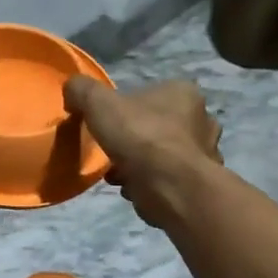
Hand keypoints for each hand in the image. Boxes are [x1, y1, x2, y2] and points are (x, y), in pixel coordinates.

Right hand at [64, 78, 222, 228]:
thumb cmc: (139, 137)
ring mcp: (205, 152)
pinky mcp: (199, 182)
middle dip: (134, 140)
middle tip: (113, 151)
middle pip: (157, 125)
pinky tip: (133, 188)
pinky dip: (149, 183)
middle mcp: (202, 119)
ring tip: (119, 174)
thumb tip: (72, 89)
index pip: (151, 94)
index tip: (109, 126)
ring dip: (139, 164)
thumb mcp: (98, 103)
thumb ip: (82, 91)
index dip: (126, 110)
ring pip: (162, 154)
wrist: (170, 187)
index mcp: (183, 92)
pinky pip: (167, 179)